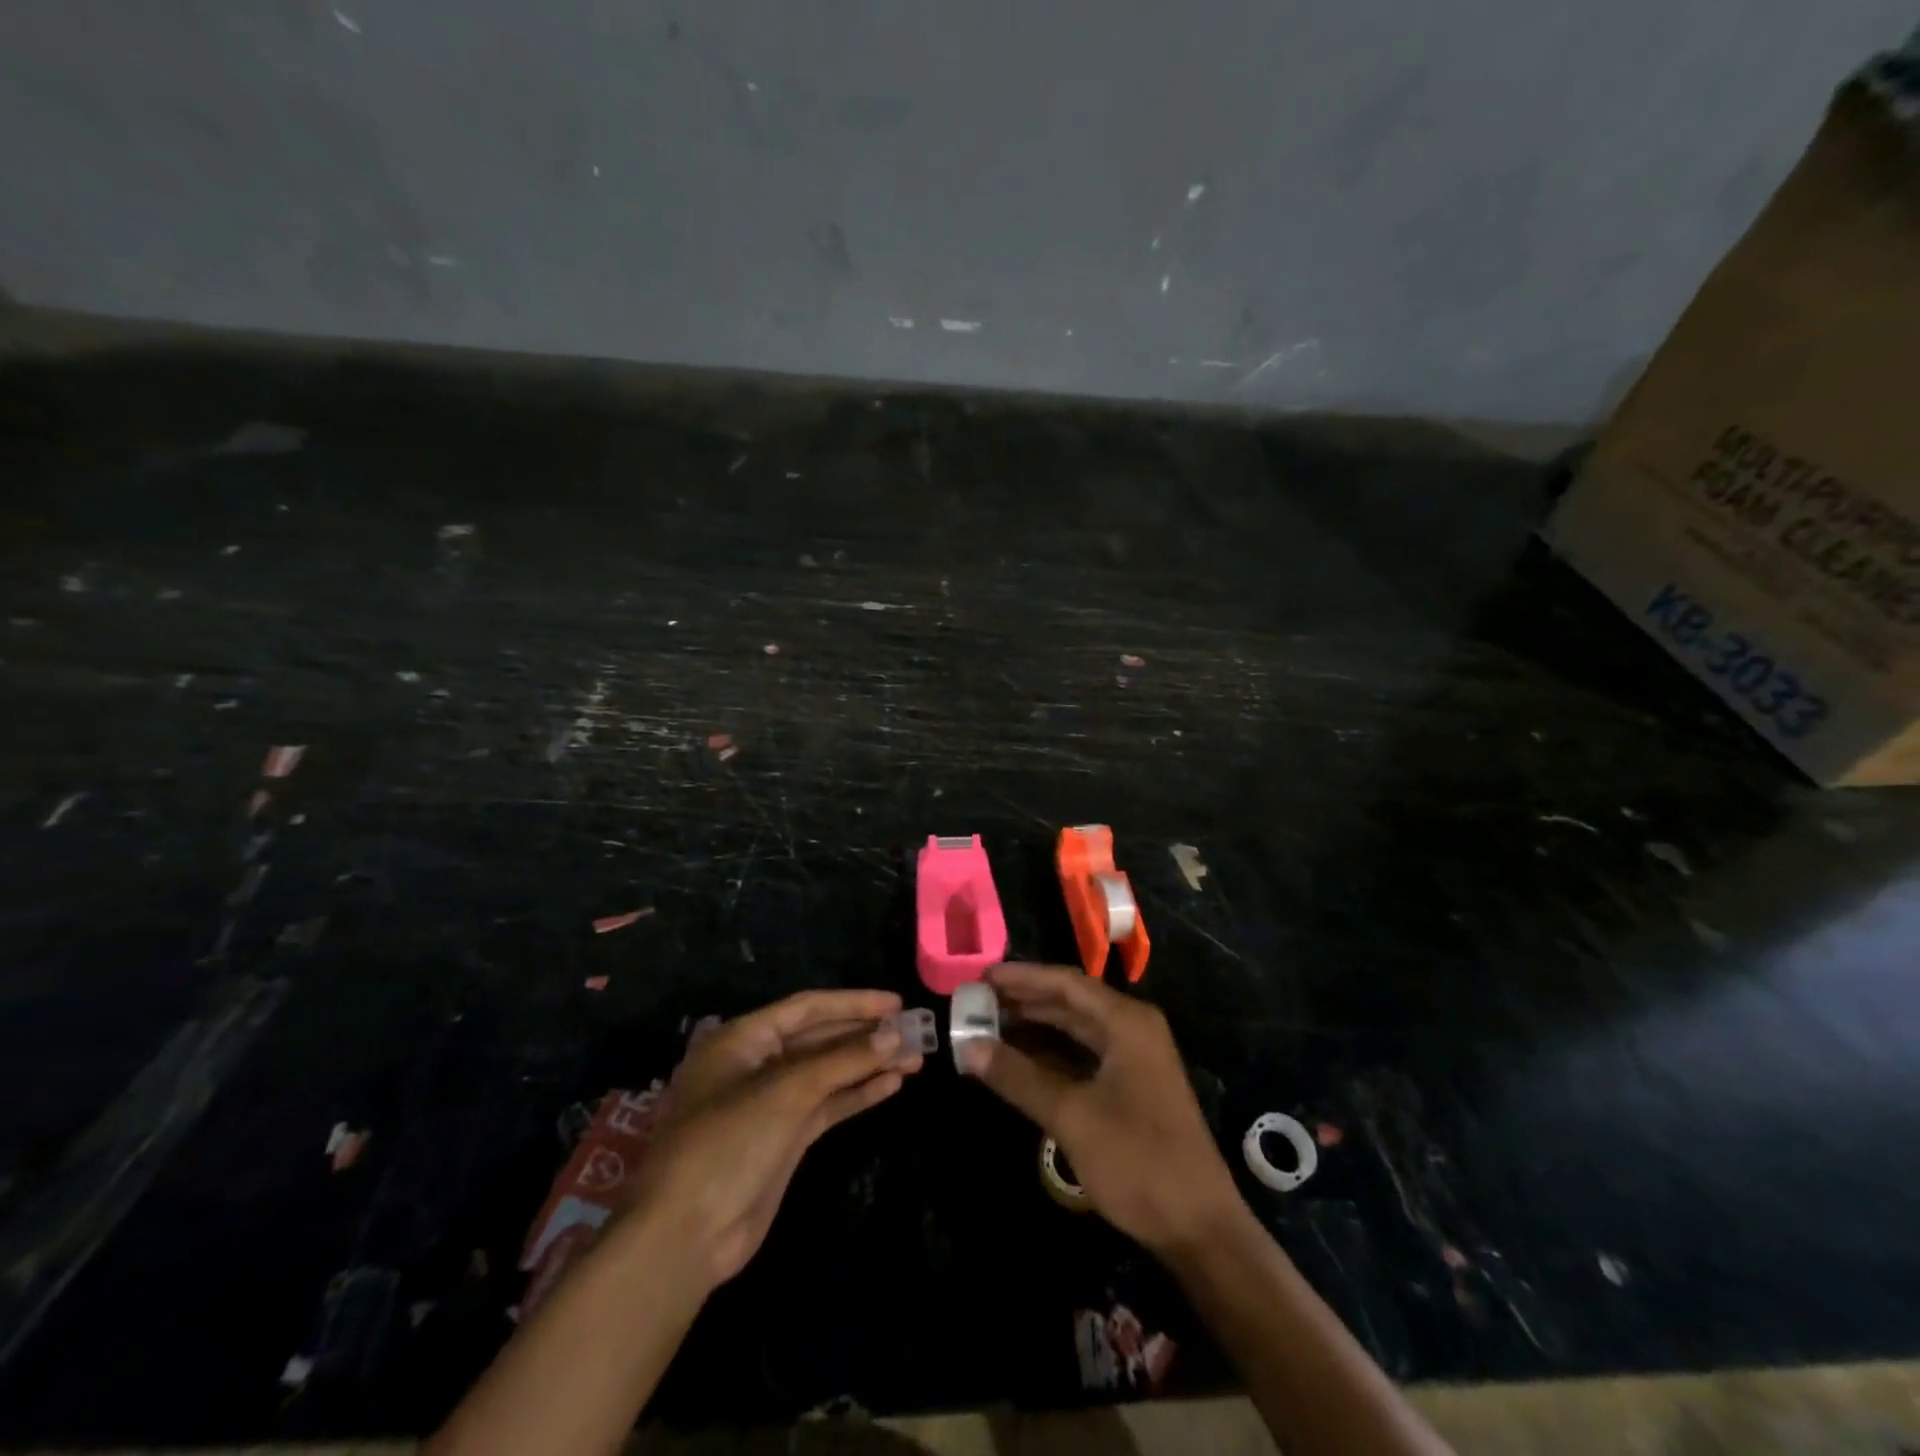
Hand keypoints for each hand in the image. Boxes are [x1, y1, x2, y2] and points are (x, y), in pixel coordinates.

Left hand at [629, 989, 922, 1287]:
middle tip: (913, 1031)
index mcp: (744, 1039)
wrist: (686, 1236)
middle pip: (819, 1039)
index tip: (895, 1002)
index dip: (852, 1003)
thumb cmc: (728, 1142)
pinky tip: (889, 1086)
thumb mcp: (787, 1092)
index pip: (806, 1008)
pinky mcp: (784, 1139)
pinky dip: (856, 1095)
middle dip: (865, 1035)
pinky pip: (826, 1106)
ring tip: (914, 1059)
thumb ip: (842, 1060)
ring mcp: (771, 1104)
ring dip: (867, 1065)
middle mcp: (757, 1064)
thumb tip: (894, 1034)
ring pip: (827, 1074)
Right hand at [965, 963, 1241, 1256]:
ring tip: (989, 1026)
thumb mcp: (1072, 1117)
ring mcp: (1134, 1057)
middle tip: (977, 1002)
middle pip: (1070, 1000)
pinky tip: (1020, 1059)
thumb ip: (1018, 1077)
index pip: (1065, 982)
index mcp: (1126, 1022)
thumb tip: (968, 1047)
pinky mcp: (1132, 1084)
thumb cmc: (1138, 1162)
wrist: (1201, 1228)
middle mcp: (1132, 1028)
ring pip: (1076, 1027)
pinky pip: (1084, 1053)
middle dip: (1024, 999)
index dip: (1022, 977)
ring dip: (1035, 1025)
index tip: (981, 976)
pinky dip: (1051, 1053)